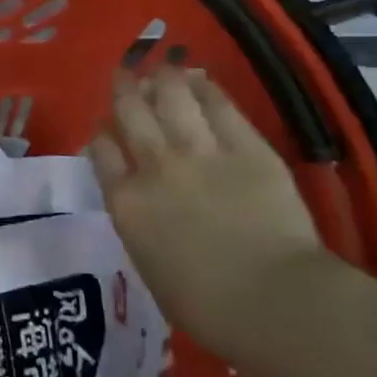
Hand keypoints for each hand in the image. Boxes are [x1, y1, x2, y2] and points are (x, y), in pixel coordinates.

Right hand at [88, 68, 323, 359]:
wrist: (274, 302)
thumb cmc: (208, 308)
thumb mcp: (151, 266)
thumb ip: (140, 223)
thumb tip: (141, 203)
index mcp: (127, 202)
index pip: (102, 150)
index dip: (102, 133)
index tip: (105, 128)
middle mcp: (155, 165)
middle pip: (130, 111)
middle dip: (124, 89)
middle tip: (124, 75)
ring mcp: (199, 151)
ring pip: (170, 95)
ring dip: (162, 78)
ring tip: (162, 68)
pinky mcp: (244, 146)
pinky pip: (218, 104)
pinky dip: (204, 86)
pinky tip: (199, 77)